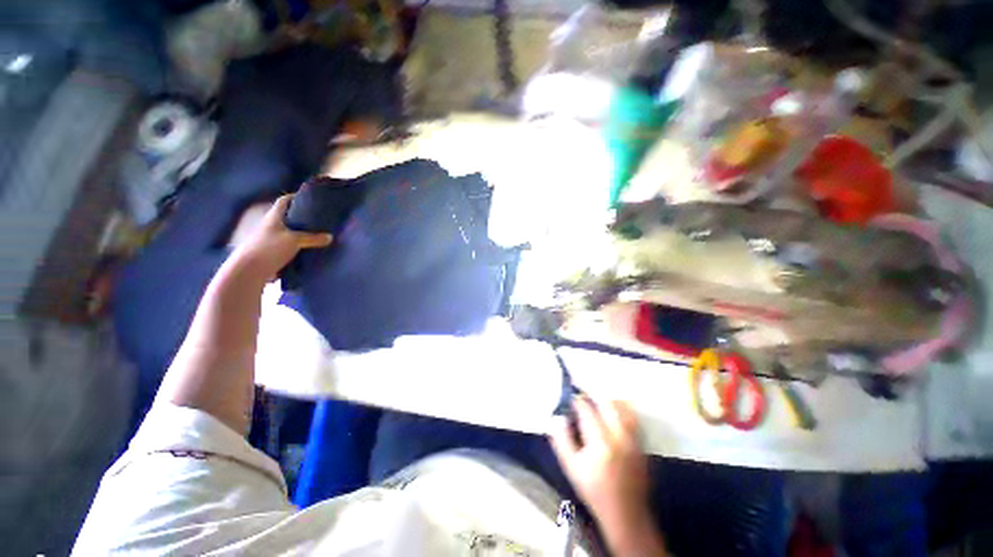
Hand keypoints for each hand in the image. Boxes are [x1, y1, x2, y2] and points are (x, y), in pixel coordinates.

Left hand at [232, 194, 331, 279]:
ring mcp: (270, 238)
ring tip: (317, 233)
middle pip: (287, 216)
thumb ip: (313, 238)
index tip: (308, 198)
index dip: (295, 197)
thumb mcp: (295, 241)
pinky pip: (288, 244)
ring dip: (300, 231)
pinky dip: (298, 244)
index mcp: (274, 217)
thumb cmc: (270, 248)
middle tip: (317, 217)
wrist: (249, 270)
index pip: (284, 201)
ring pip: (288, 231)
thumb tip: (330, 237)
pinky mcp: (272, 251)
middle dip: (301, 216)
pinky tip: (308, 248)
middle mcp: (271, 225)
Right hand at [550, 396, 663, 555]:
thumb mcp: (571, 468)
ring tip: (597, 404)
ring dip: (608, 401)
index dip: (577, 401)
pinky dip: (622, 409)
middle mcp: (619, 436)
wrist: (626, 513)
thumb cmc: (595, 491)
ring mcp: (633, 439)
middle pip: (607, 403)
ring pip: (622, 407)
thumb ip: (561, 440)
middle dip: (592, 396)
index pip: (587, 410)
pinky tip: (613, 413)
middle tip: (583, 400)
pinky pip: (632, 417)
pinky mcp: (641, 443)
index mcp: (600, 443)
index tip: (570, 399)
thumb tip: (556, 417)